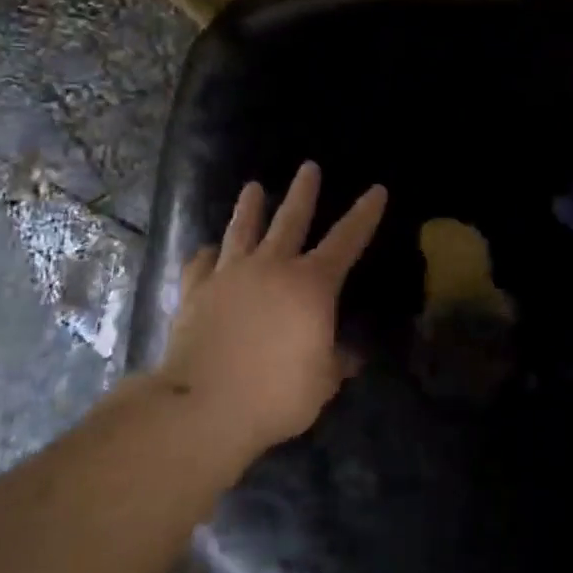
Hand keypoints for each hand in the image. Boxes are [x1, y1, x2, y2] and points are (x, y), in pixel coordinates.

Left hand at [159, 162, 387, 455]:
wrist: (203, 406)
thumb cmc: (274, 395)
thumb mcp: (321, 384)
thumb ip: (336, 363)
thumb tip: (350, 356)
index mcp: (311, 285)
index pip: (347, 240)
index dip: (364, 215)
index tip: (377, 190)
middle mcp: (272, 267)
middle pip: (291, 220)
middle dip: (303, 192)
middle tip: (308, 166)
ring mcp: (229, 275)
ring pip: (242, 230)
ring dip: (249, 207)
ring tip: (252, 187)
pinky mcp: (195, 291)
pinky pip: (201, 263)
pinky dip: (206, 254)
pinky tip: (207, 250)